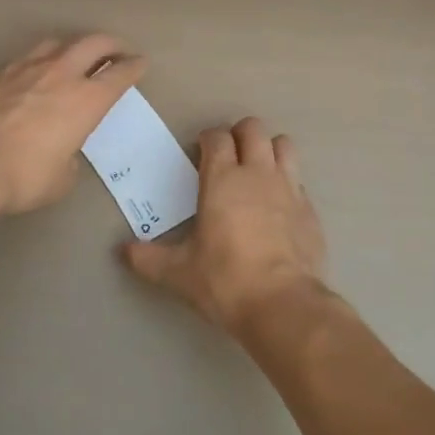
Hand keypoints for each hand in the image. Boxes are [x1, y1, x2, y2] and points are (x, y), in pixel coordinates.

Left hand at [0, 34, 145, 215]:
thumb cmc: (25, 175)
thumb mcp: (61, 178)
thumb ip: (69, 159)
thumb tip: (62, 153)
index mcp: (87, 100)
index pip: (120, 74)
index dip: (134, 66)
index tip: (140, 62)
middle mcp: (61, 74)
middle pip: (93, 43)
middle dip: (111, 44)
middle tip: (117, 49)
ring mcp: (26, 68)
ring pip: (57, 42)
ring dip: (72, 46)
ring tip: (73, 55)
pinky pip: (24, 59)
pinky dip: (36, 62)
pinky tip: (31, 74)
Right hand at [122, 117, 327, 335]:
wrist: (283, 305)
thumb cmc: (225, 280)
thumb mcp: (179, 273)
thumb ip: (149, 259)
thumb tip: (123, 251)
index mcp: (222, 178)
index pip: (217, 136)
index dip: (208, 138)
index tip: (200, 151)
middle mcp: (257, 173)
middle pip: (253, 129)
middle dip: (240, 134)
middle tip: (229, 155)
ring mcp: (289, 188)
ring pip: (283, 145)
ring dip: (269, 149)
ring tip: (258, 170)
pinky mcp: (310, 210)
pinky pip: (299, 181)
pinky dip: (288, 184)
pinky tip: (279, 207)